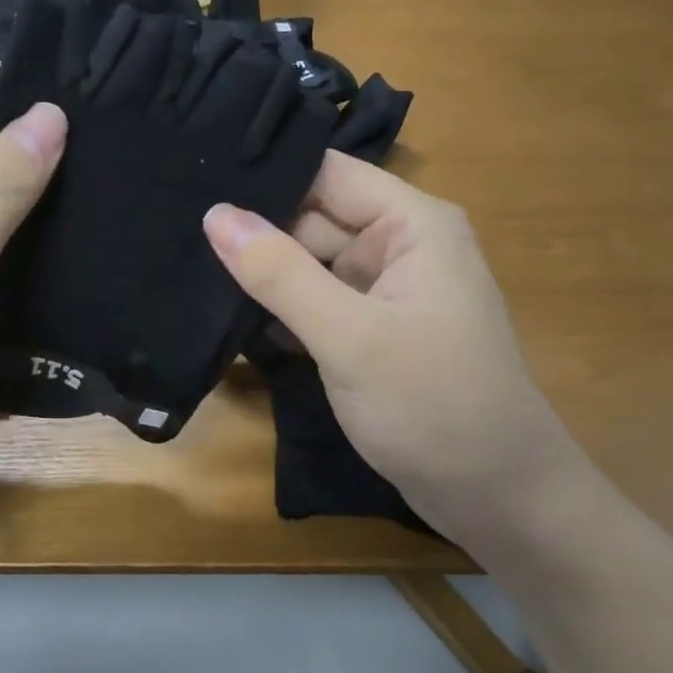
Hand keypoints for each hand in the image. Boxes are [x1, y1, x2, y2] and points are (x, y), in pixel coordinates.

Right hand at [204, 151, 587, 542]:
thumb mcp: (350, 336)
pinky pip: (314, 303)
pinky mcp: (370, 333)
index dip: (266, 172)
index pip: (326, 173)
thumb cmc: (435, 406)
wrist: (499, 501)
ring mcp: (384, 293)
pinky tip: (222, 311)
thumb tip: (215, 214)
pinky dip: (277, 308)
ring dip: (259, 271)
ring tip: (184, 262)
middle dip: (253, 228)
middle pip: (311, 217)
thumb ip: (280, 273)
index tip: (195, 176)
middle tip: (173, 228)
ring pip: (307, 264)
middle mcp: (399, 247)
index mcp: (411, 225)